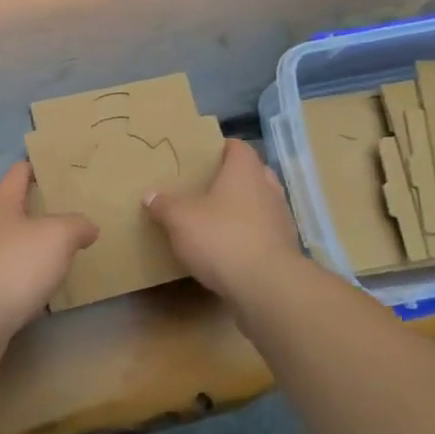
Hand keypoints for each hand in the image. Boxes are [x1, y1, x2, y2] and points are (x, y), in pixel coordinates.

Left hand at [0, 163, 97, 361]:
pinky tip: (44, 283)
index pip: (18, 173)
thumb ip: (76, 225)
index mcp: (0, 203)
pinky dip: (26, 274)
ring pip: (11, 242)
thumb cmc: (16, 263)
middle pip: (13, 208)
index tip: (55, 165)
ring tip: (62, 248)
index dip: (36, 166)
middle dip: (38, 208)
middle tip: (69, 210)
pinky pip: (9, 273)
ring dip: (32, 244)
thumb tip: (87, 227)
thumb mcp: (58, 236)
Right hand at [144, 138, 306, 306]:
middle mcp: (268, 188)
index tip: (202, 156)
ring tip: (216, 218)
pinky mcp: (284, 248)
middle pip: (252, 173)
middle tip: (206, 186)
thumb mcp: (180, 220)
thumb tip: (150, 196)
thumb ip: (164, 205)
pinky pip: (263, 232)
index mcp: (245, 172)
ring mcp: (280, 219)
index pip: (237, 147)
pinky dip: (248, 234)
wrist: (267, 286)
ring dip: (242, 208)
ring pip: (260, 204)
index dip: (221, 148)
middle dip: (232, 178)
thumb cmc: (222, 238)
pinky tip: (228, 248)